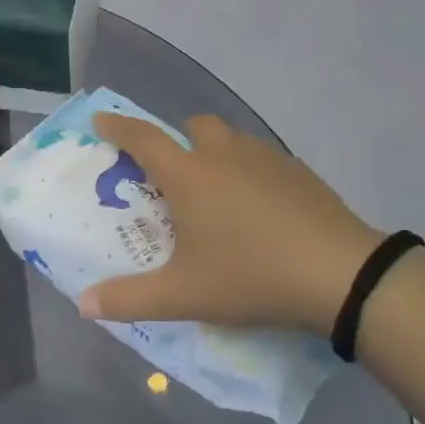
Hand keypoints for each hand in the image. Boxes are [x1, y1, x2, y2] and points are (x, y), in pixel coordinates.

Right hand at [80, 113, 388, 335]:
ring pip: (230, 138)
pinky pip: (261, 157)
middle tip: (171, 171)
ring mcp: (266, 159)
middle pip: (192, 126)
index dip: (117, 127)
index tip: (100, 119)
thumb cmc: (251, 276)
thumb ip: (130, 299)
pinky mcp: (299, 172)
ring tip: (214, 190)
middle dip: (175, 138)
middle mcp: (223, 155)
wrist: (342, 275)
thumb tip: (83, 303)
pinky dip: (247, 169)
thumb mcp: (184, 294)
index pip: (142, 138)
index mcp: (189, 175)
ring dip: (213, 150)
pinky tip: (257, 207)